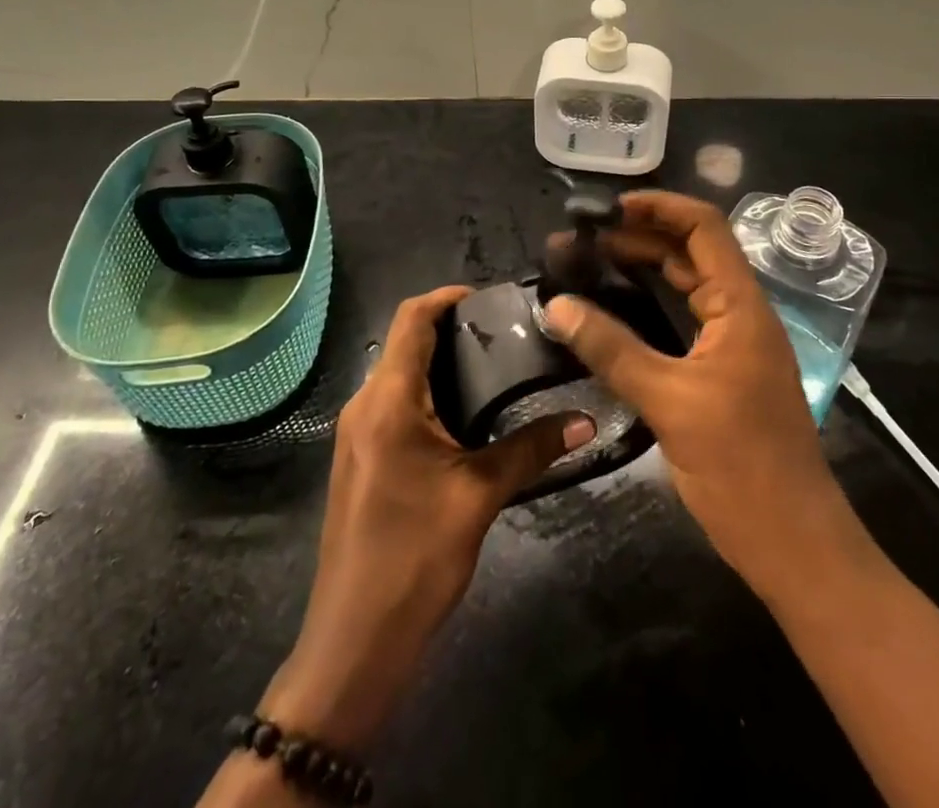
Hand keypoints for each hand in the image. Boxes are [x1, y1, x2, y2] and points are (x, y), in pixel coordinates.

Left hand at [261, 286, 594, 750]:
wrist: (354, 642)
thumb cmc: (414, 558)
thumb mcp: (479, 496)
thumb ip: (531, 450)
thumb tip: (584, 420)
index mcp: (386, 400)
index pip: (410, 319)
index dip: (446, 296)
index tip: (490, 297)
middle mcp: (364, 405)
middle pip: (404, 342)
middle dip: (450, 329)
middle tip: (506, 333)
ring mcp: (357, 434)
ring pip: (398, 374)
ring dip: (440, 363)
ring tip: (495, 367)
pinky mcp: (361, 459)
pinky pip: (394, 404)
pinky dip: (428, 393)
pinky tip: (466, 414)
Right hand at [544, 192, 851, 593]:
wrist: (794, 544)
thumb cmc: (741, 467)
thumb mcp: (669, 402)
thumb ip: (611, 349)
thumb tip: (555, 305)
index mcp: (742, 306)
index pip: (704, 227)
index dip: (659, 207)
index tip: (607, 209)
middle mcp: (742, 313)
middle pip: (691, 252)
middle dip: (639, 237)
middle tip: (582, 241)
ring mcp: (734, 343)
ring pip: (687, 286)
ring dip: (643, 269)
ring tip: (589, 265)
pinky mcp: (724, 372)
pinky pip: (684, 320)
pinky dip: (650, 306)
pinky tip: (615, 313)